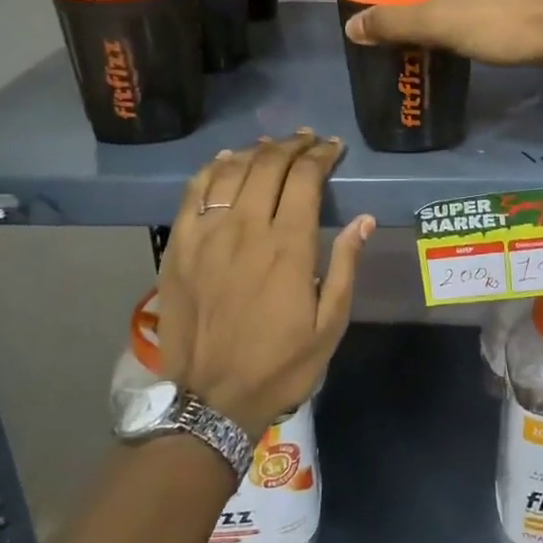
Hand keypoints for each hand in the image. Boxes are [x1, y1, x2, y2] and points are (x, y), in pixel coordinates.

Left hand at [154, 132, 374, 440]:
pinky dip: (212, 169)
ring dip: (256, 151)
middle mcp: (245, 229)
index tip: (332, 148)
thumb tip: (364, 220)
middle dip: (292, 145)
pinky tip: (226, 162)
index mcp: (288, 247)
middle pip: (268, 165)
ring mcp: (206, 235)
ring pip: (231, 171)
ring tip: (273, 146)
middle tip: (308, 141)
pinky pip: (194, 192)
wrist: (210, 401)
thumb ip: (345, 266)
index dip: (320, 155)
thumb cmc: (280, 365)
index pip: (304, 178)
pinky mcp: (178, 247)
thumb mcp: (330, 325)